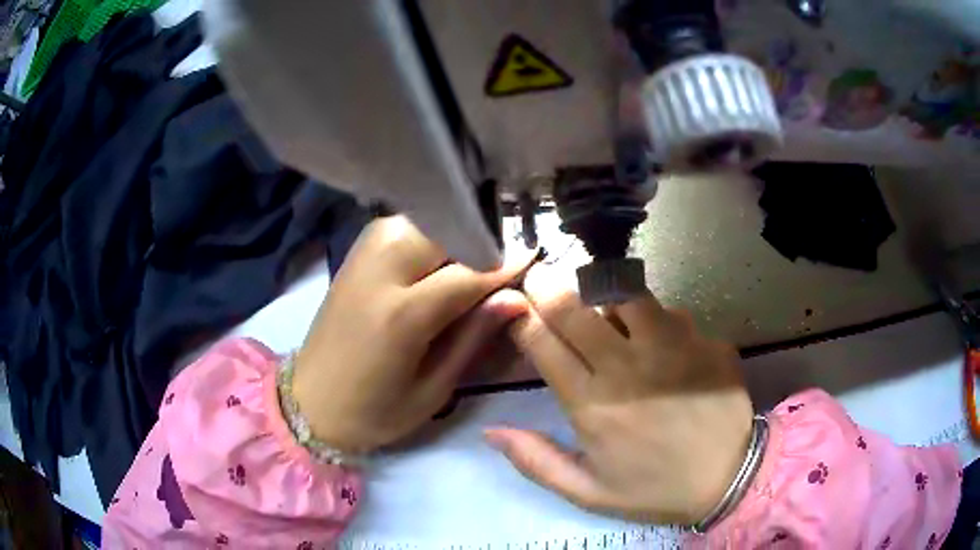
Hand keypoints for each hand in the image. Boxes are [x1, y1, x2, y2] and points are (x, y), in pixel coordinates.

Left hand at [293, 215, 533, 453]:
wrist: (309, 402)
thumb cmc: (373, 411)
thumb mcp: (433, 389)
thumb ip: (474, 337)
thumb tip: (517, 297)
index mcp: (401, 314)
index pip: (471, 270)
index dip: (508, 262)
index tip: (538, 254)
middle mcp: (381, 268)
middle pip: (448, 229)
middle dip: (484, 239)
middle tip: (510, 258)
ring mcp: (364, 253)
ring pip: (427, 219)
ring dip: (458, 232)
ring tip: (479, 258)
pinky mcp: (356, 251)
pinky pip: (406, 225)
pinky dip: (432, 232)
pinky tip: (444, 255)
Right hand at [486, 264, 753, 524]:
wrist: (729, 478)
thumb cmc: (655, 488)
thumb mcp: (588, 491)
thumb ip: (536, 461)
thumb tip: (490, 431)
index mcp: (592, 405)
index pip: (542, 343)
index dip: (522, 317)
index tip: (515, 306)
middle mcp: (627, 367)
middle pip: (576, 308)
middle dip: (548, 285)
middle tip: (541, 277)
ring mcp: (671, 347)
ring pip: (623, 293)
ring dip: (601, 291)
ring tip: (597, 299)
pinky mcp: (704, 339)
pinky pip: (668, 311)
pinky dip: (651, 315)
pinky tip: (655, 334)